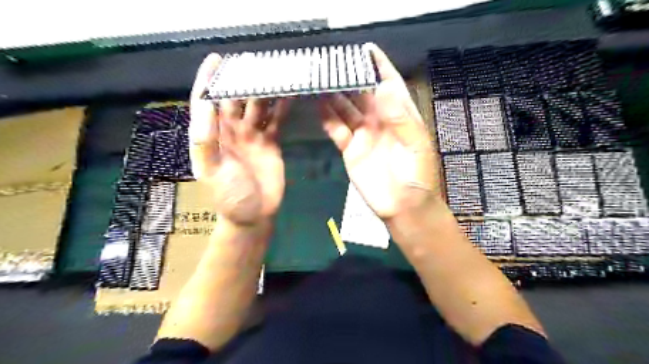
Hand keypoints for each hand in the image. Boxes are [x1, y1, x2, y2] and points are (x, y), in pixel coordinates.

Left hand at [187, 53, 288, 225]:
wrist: (255, 214)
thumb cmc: (229, 195)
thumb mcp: (211, 170)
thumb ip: (205, 139)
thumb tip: (205, 103)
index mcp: (212, 135)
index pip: (206, 101)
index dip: (209, 80)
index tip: (216, 59)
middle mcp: (231, 131)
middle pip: (235, 99)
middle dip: (242, 80)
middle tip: (255, 61)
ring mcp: (252, 135)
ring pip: (257, 106)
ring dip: (265, 90)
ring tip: (275, 72)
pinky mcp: (270, 142)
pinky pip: (275, 120)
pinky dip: (282, 107)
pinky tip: (289, 94)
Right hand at [319, 45, 441, 220]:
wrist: (402, 207)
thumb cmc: (416, 177)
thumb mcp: (415, 147)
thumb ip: (400, 119)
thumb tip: (385, 86)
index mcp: (400, 116)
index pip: (390, 84)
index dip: (379, 67)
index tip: (366, 49)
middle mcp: (380, 121)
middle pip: (363, 94)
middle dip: (350, 78)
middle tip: (332, 63)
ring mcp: (364, 135)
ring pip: (346, 109)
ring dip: (334, 95)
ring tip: (320, 79)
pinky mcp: (351, 149)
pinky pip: (337, 130)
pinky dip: (328, 119)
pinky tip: (318, 105)